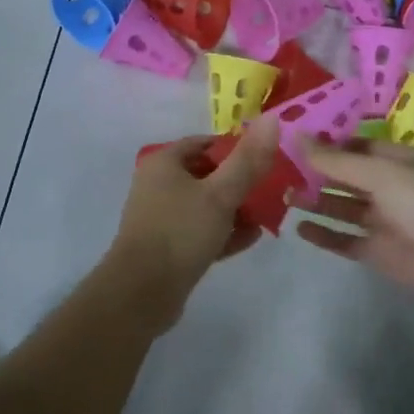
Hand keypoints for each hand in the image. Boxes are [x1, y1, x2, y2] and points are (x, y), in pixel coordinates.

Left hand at [103, 118, 280, 313]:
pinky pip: (201, 232)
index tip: (265, 158)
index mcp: (164, 163)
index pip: (205, 144)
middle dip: (240, 182)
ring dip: (236, 209)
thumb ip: (248, 160)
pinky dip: (224, 232)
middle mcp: (159, 185)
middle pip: (207, 175)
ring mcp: (162, 218)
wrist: (141, 294)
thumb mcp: (220, 193)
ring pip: (206, 205)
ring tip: (269, 214)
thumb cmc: (179, 232)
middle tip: (272, 189)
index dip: (236, 148)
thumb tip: (272, 119)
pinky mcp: (168, 248)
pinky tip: (253, 237)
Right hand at [295, 141, 413, 305]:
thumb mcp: (379, 174)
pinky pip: (344, 239)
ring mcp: (382, 220)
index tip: (289, 140)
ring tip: (283, 198)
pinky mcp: (377, 251)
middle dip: (315, 174)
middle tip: (277, 171)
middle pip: (344, 177)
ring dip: (315, 202)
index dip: (324, 143)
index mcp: (394, 160)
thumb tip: (296, 134)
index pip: (353, 147)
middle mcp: (387, 187)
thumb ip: (335, 160)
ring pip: (341, 207)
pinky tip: (300, 228)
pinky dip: (324, 235)